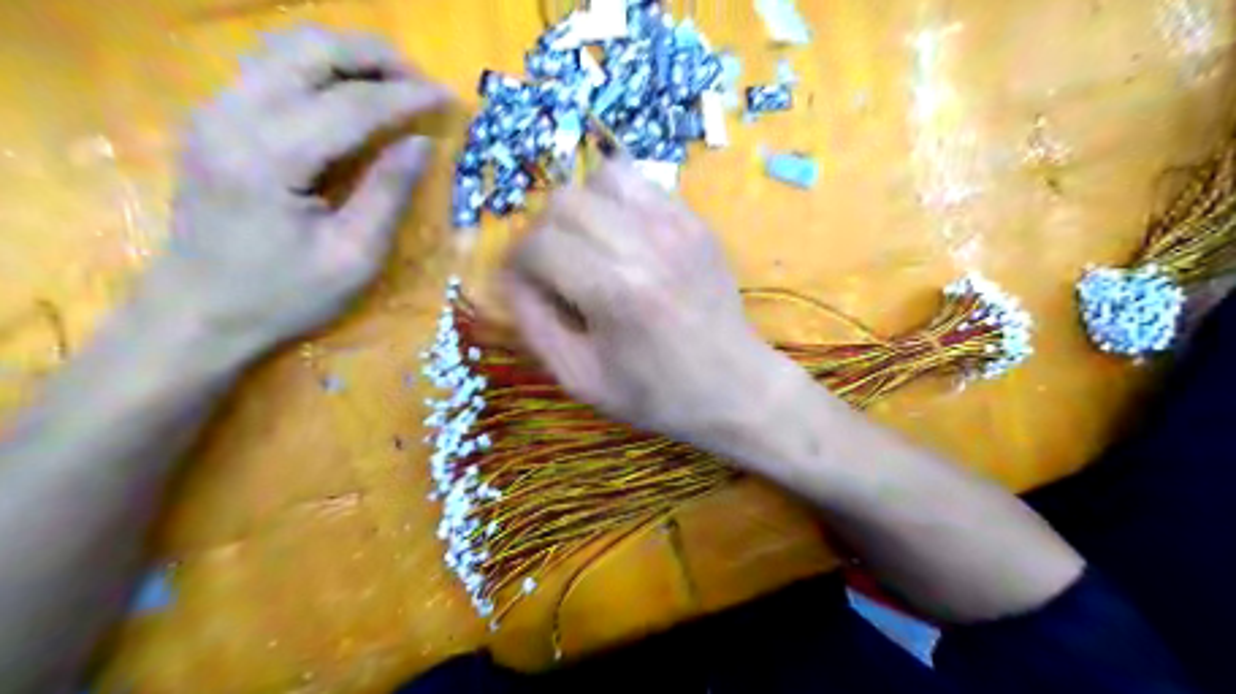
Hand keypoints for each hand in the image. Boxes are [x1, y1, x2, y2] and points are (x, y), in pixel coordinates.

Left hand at [134, 23, 446, 357]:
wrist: (198, 311)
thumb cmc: (282, 296)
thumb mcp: (353, 257)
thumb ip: (389, 193)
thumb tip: (423, 143)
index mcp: (268, 158)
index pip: (350, 104)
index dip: (406, 97)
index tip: (450, 98)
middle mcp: (232, 116)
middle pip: (310, 50)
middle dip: (376, 58)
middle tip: (422, 84)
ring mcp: (215, 110)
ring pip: (287, 47)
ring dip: (348, 57)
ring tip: (394, 85)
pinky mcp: (215, 118)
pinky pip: (273, 67)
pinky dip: (321, 69)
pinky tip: (352, 96)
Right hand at [502, 156, 802, 450]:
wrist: (735, 387)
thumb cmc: (655, 393)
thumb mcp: (579, 378)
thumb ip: (533, 323)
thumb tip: (510, 276)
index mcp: (615, 291)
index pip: (538, 244)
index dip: (518, 263)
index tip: (524, 284)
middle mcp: (646, 244)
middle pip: (564, 200)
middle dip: (544, 231)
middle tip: (553, 266)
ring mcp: (677, 225)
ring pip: (603, 177)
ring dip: (582, 208)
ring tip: (589, 246)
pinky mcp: (696, 221)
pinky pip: (641, 184)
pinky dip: (618, 203)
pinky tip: (624, 240)